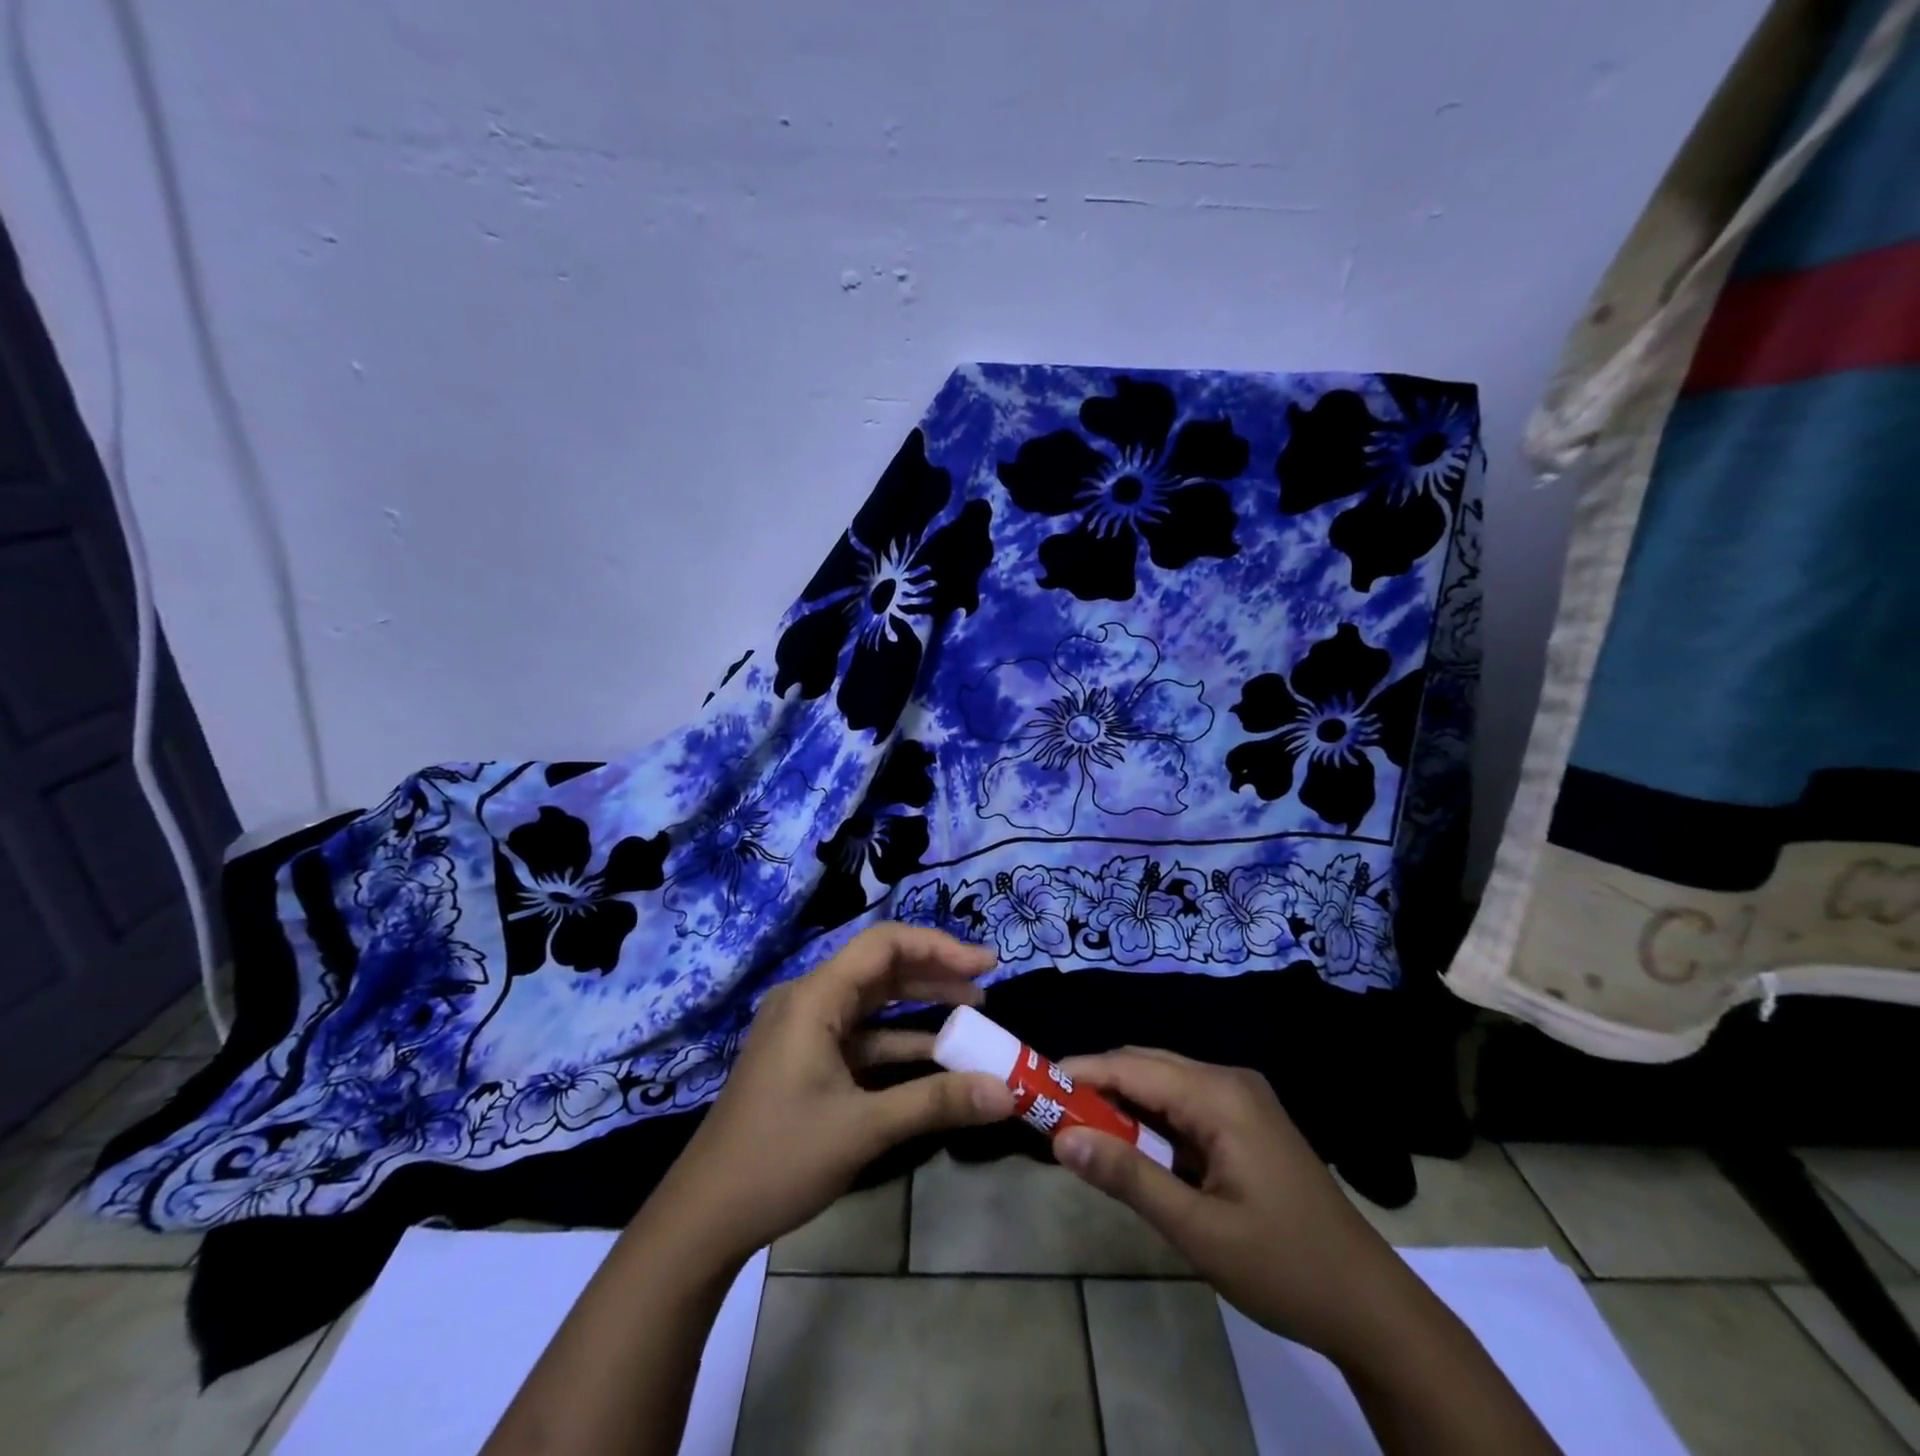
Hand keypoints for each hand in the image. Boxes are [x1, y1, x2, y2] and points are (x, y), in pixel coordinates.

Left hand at [644, 924, 1016, 1264]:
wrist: (704, 1216)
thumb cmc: (779, 1159)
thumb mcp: (864, 1128)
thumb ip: (936, 1102)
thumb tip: (1006, 1092)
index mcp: (814, 997)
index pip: (885, 944)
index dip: (939, 947)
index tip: (985, 965)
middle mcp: (808, 1000)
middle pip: (880, 967)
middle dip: (935, 973)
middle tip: (985, 985)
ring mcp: (804, 1029)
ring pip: (872, 1001)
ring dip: (920, 1006)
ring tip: (971, 1012)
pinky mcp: (805, 1058)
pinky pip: (860, 1035)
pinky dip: (897, 1041)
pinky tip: (935, 1056)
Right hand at [1054, 1046, 1402, 1361]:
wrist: (1370, 1305)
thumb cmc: (1284, 1267)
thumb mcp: (1199, 1231)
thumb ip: (1129, 1178)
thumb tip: (1062, 1140)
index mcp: (1221, 1096)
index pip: (1133, 1067)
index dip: (1081, 1073)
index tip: (1034, 1087)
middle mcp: (1229, 1081)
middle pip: (1146, 1065)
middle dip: (1096, 1085)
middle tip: (1049, 1114)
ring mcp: (1241, 1099)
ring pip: (1163, 1083)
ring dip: (1121, 1103)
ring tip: (1078, 1130)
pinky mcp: (1245, 1121)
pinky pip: (1183, 1104)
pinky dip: (1149, 1120)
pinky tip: (1130, 1147)